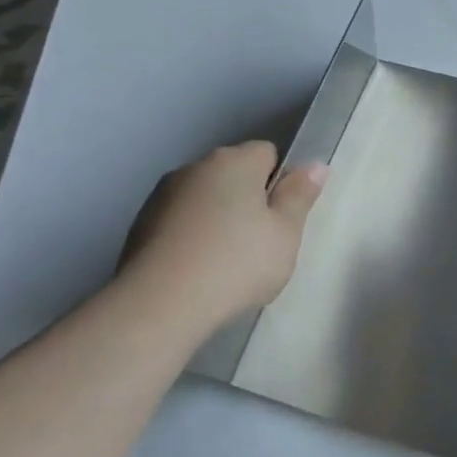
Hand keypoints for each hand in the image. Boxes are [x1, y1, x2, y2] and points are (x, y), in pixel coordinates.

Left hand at [120, 141, 326, 336]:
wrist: (160, 304)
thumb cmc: (237, 263)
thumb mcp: (285, 233)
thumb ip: (300, 196)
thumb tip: (315, 166)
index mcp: (233, 162)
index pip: (267, 153)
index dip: (281, 182)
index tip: (283, 217)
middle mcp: (194, 167)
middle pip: (234, 175)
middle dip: (250, 200)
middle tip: (263, 243)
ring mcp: (161, 196)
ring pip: (205, 199)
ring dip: (219, 219)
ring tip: (227, 263)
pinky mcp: (140, 225)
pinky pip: (181, 222)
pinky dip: (193, 238)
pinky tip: (198, 271)